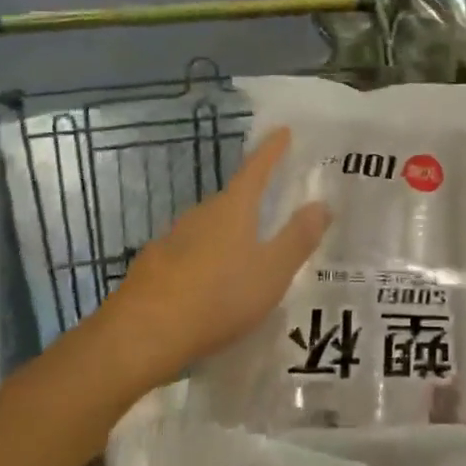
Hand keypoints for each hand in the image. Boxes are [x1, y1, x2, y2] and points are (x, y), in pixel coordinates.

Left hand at [98, 127, 330, 387]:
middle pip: (231, 198)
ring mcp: (172, 238)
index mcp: (233, 208)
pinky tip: (210, 285)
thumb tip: (322, 204)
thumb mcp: (272, 271)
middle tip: (272, 208)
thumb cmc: (218, 297)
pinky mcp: (153, 266)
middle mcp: (201, 214)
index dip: (272, 150)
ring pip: (208, 227)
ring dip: (227, 233)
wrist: (142, 334)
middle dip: (252, 200)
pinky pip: (189, 253)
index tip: (283, 130)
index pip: (256, 168)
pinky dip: (205, 260)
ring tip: (245, 254)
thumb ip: (298, 238)